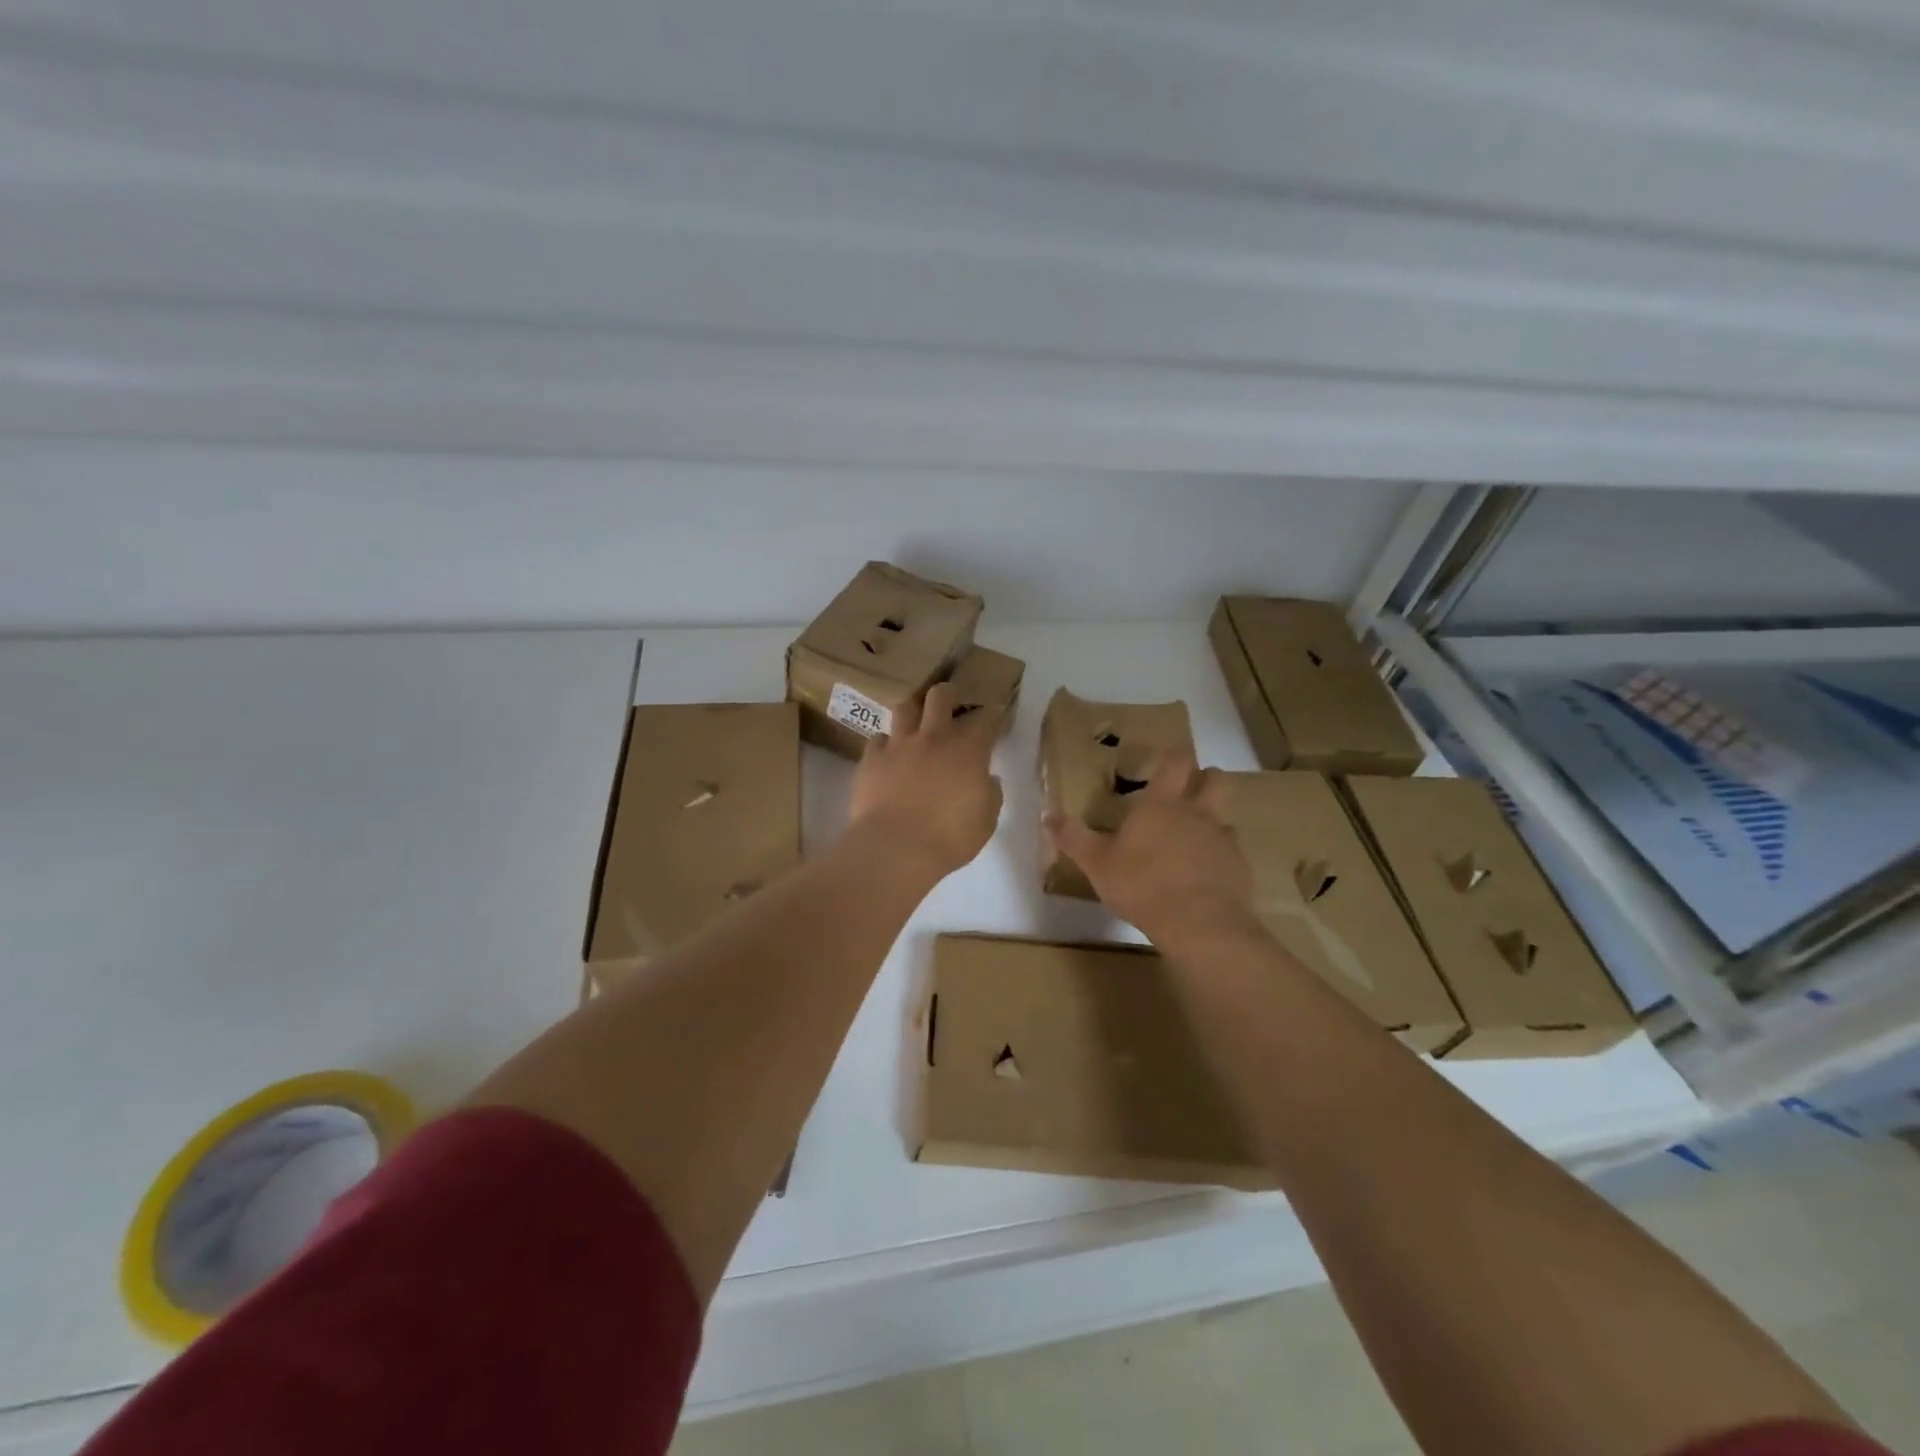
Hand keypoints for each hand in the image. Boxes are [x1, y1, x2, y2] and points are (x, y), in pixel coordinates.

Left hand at [849, 682, 1003, 878]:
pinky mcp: (871, 759)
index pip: (987, 718)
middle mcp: (934, 736)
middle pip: (940, 695)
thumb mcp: (986, 821)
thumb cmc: (950, 838)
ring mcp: (899, 745)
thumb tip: (988, 779)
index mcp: (968, 749)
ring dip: (914, 713)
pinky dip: (886, 744)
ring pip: (905, 708)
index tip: (995, 717)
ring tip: (916, 725)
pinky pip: (878, 739)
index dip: (994, 715)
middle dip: (949, 695)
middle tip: (951, 706)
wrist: (895, 848)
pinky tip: (889, 755)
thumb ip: (990, 794)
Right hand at [1044, 746, 1256, 942]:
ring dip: (1212, 821)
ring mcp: (1222, 840)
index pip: (1176, 761)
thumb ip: (1074, 838)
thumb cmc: (1142, 884)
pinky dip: (1218, 859)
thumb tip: (1048, 816)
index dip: (1174, 753)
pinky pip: (1230, 854)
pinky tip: (1203, 878)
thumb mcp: (1096, 863)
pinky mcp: (1239, 869)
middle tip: (1188, 789)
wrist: (1199, 923)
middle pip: (1214, 779)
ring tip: (1192, 840)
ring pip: (1224, 817)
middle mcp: (1197, 813)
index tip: (1168, 754)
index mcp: (1162, 804)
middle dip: (1204, 777)